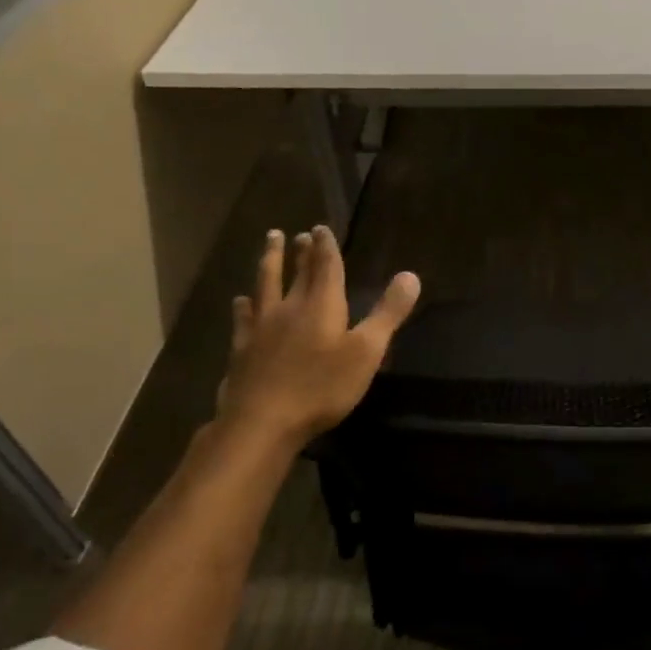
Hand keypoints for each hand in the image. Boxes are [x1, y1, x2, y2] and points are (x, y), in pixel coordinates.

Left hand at [209, 225, 419, 454]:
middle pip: (296, 273)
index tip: (321, 227)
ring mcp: (261, 328)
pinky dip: (243, 306)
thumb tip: (410, 275)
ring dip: (270, 262)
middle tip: (300, 234)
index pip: (326, 267)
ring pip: (265, 285)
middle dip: (301, 251)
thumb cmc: (322, 387)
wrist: (262, 421)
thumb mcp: (366, 351)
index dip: (326, 247)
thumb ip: (388, 313)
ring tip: (271, 242)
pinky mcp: (242, 349)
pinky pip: (243, 318)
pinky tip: (240, 301)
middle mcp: (289, 308)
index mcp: (321, 305)